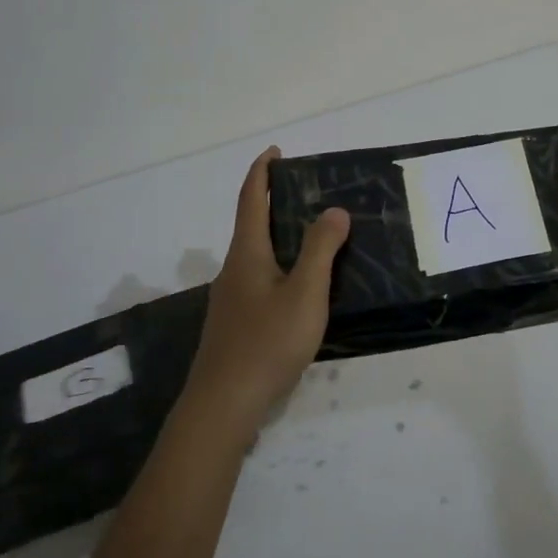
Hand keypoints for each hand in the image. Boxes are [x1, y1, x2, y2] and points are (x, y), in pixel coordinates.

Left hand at [184, 147, 350, 434]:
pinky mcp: (236, 323)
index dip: (262, 172)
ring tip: (315, 237)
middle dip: (275, 203)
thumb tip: (334, 210)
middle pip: (252, 225)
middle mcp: (234, 269)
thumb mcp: (304, 293)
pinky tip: (301, 287)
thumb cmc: (266, 343)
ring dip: (280, 237)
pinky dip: (281, 266)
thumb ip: (320, 250)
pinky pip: (260, 279)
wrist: (223, 405)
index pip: (251, 199)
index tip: (276, 152)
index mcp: (247, 254)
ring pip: (257, 255)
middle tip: (310, 194)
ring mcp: (232, 299)